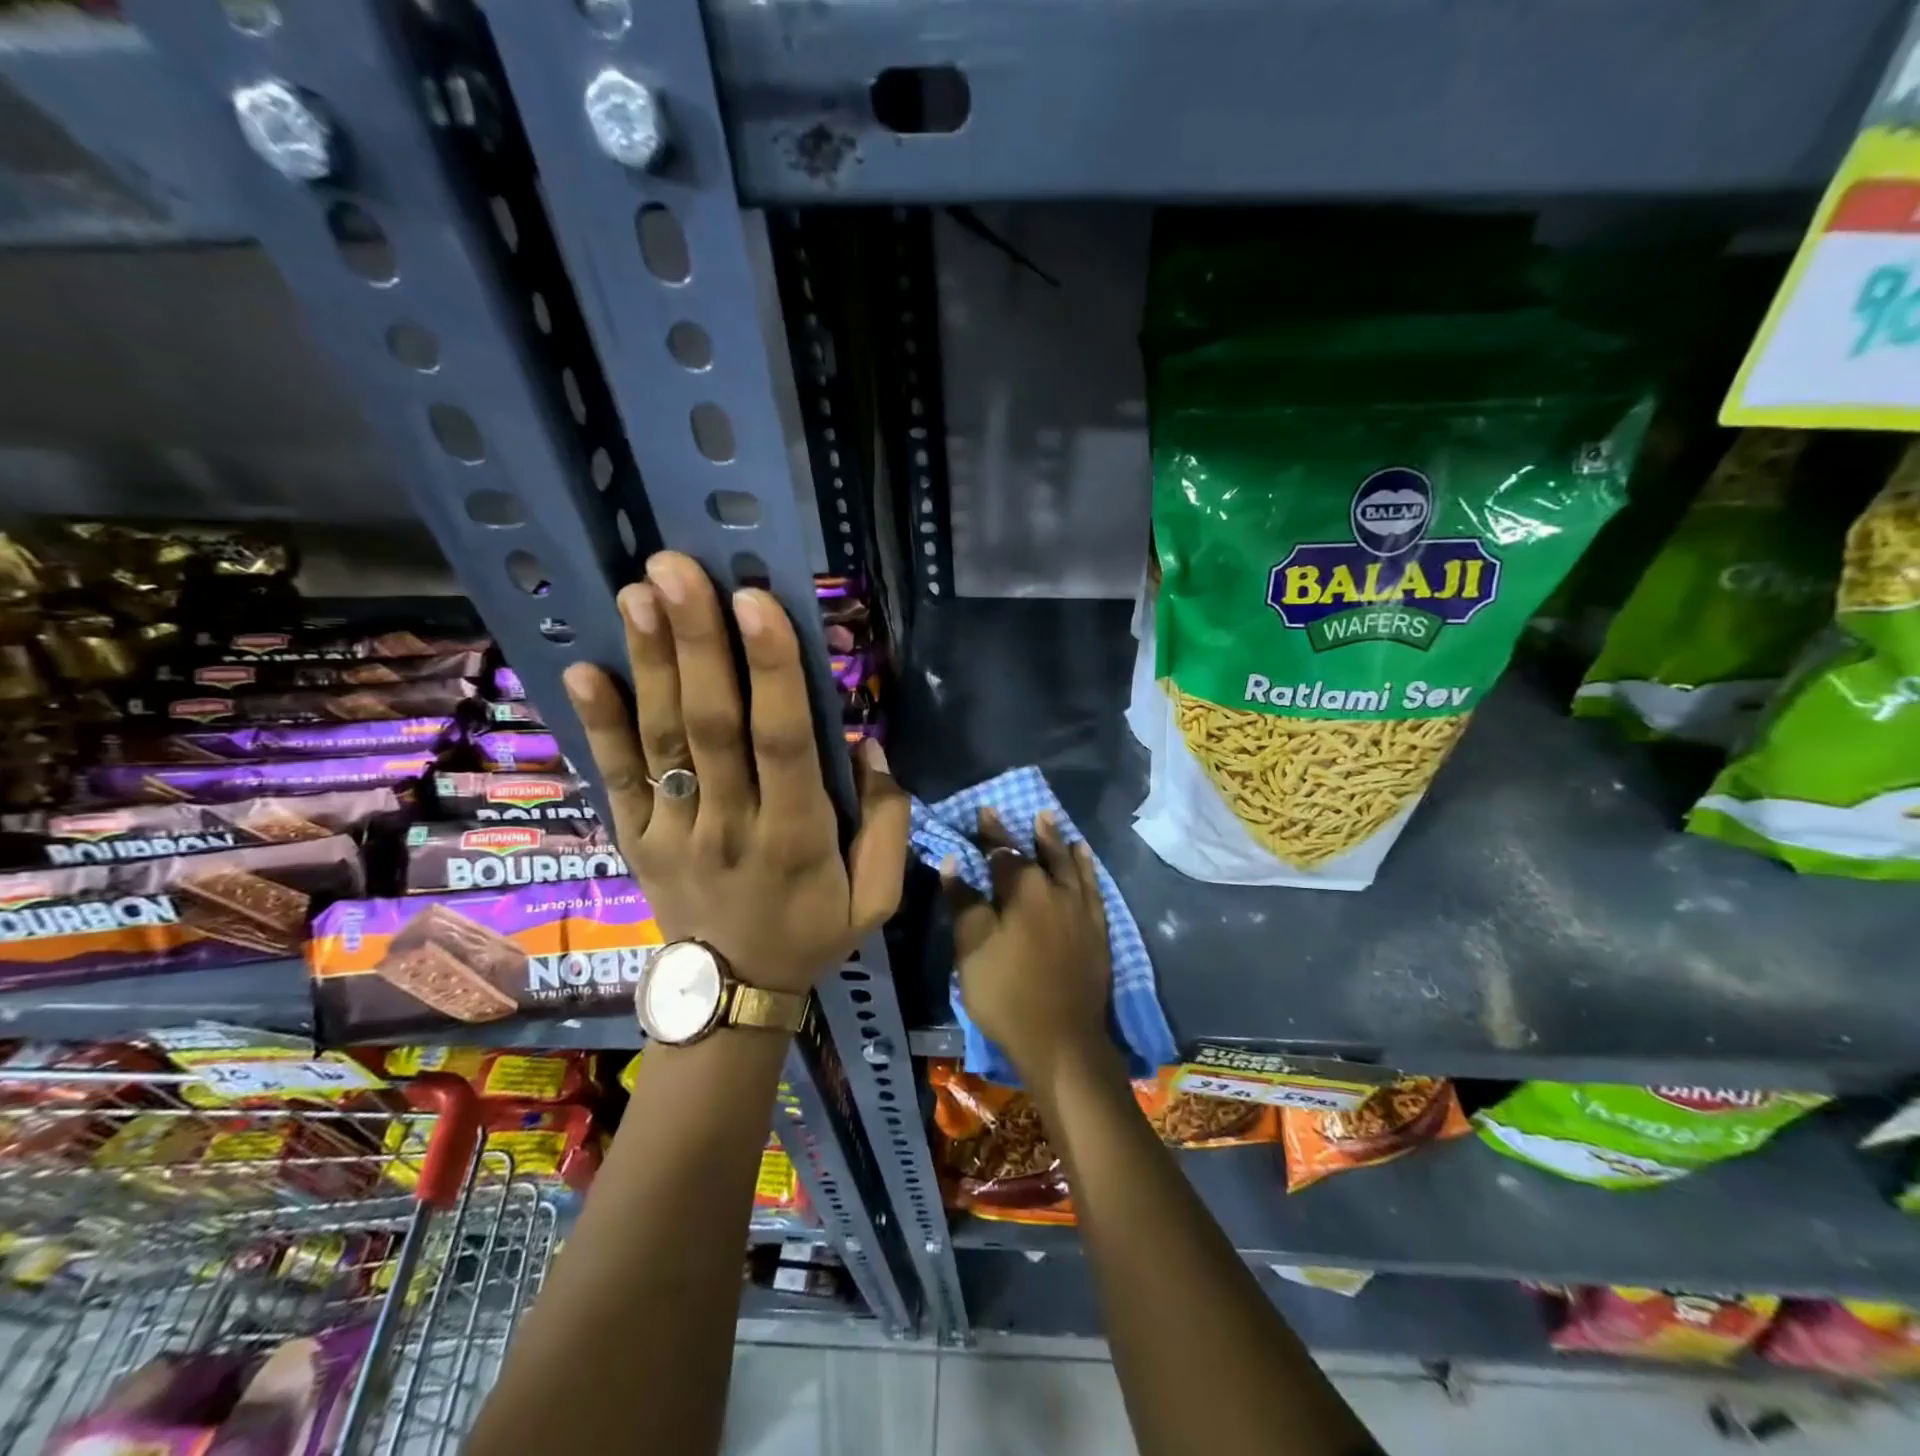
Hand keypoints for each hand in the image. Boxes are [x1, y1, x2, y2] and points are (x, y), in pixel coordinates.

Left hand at [563, 551, 908, 992]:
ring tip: (638, 591)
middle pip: (712, 725)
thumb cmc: (812, 933)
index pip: (784, 742)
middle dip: (697, 642)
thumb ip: (887, 821)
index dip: (772, 670)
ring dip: (649, 663)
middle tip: (678, 569)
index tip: (757, 602)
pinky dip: (598, 724)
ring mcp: (675, 831)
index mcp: (797, 836)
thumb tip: (867, 745)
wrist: (732, 995)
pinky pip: (618, 777)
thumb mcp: (878, 897)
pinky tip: (582, 669)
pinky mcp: (637, 838)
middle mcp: (731, 824)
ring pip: (662, 739)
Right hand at [944, 808, 1112, 1087]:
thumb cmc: (1006, 993)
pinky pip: (1094, 889)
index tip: (986, 810)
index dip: (993, 832)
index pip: (1004, 852)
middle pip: (1043, 853)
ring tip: (1056, 825)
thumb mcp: (972, 948)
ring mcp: (1083, 911)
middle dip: (1033, 833)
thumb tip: (954, 862)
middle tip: (1032, 812)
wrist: (1062, 1041)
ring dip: (1062, 845)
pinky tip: (1085, 863)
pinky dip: (1088, 871)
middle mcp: (1058, 891)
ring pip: (1073, 866)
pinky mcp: (1099, 932)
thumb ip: (964, 901)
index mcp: (1024, 889)